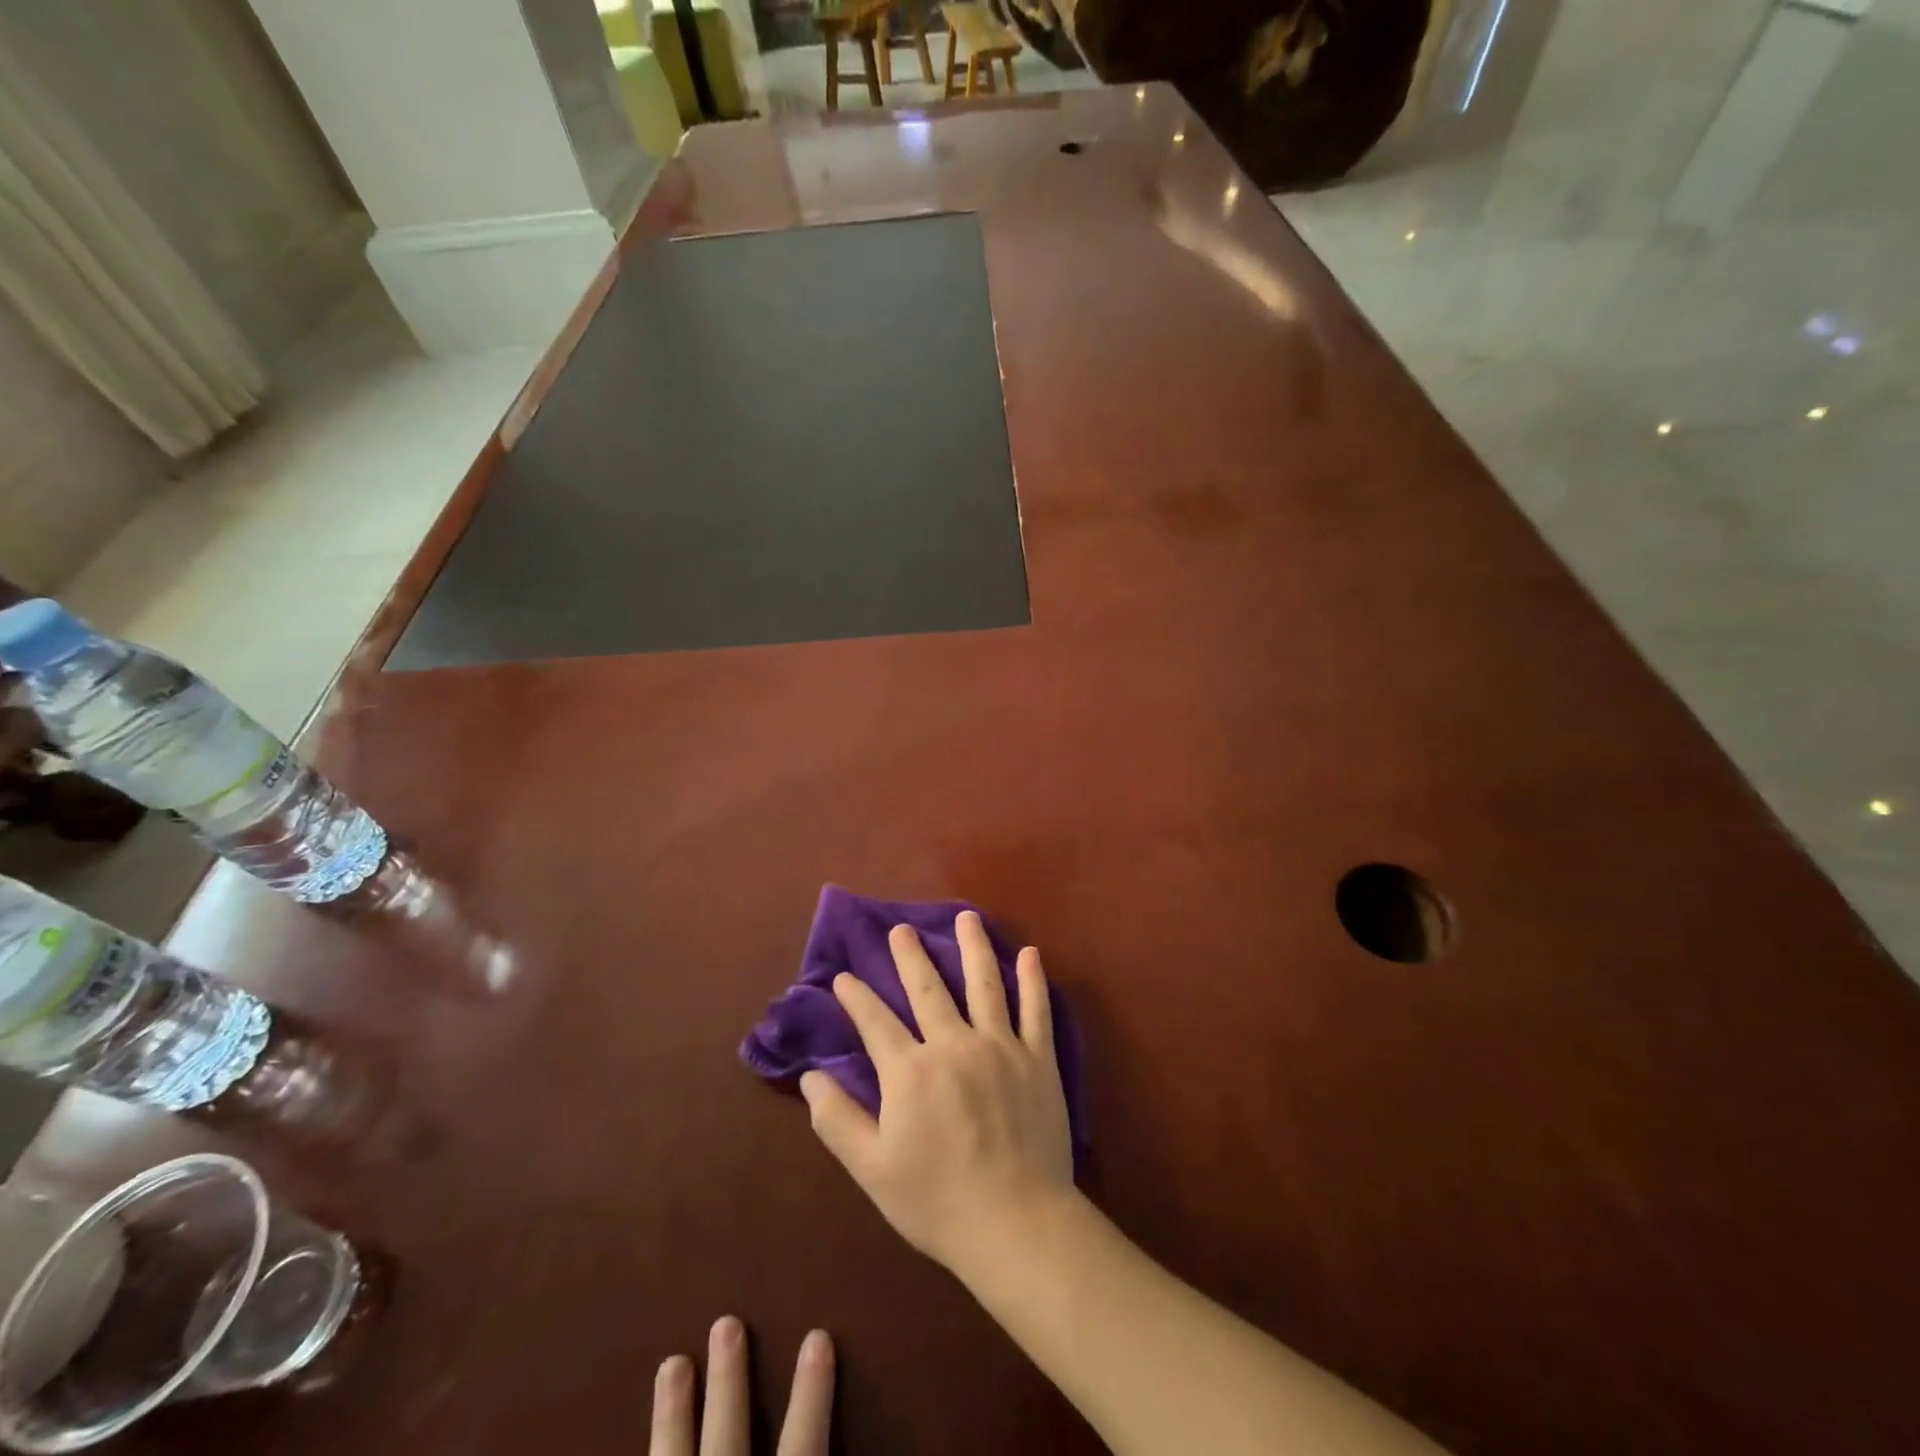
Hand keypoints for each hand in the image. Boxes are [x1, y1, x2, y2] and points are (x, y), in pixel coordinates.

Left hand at [650, 1316, 832, 1455]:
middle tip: (725, 1322)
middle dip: (727, 1384)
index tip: (817, 1336)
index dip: (810, 1396)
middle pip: (725, 1442)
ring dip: (671, 1417)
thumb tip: (873, 1455)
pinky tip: (638, 1441)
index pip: (800, 1449)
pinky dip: (649, 1452)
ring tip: (671, 1362)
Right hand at [799, 911, 1075, 1281]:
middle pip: (927, 988)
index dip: (856, 997)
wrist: (1014, 1223)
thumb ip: (837, 1120)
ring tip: (966, 917)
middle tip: (900, 928)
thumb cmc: (937, 1201)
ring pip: (984, 983)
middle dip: (910, 955)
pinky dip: (1033, 980)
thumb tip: (810, 1077)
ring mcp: (1000, 1046)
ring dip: (973, 946)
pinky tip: (1031, 953)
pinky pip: (1036, 1010)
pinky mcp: (1037, 1058)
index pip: (875, 1022)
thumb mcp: (872, 1169)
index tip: (843, 977)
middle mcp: (953, 1044)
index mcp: (910, 1071)